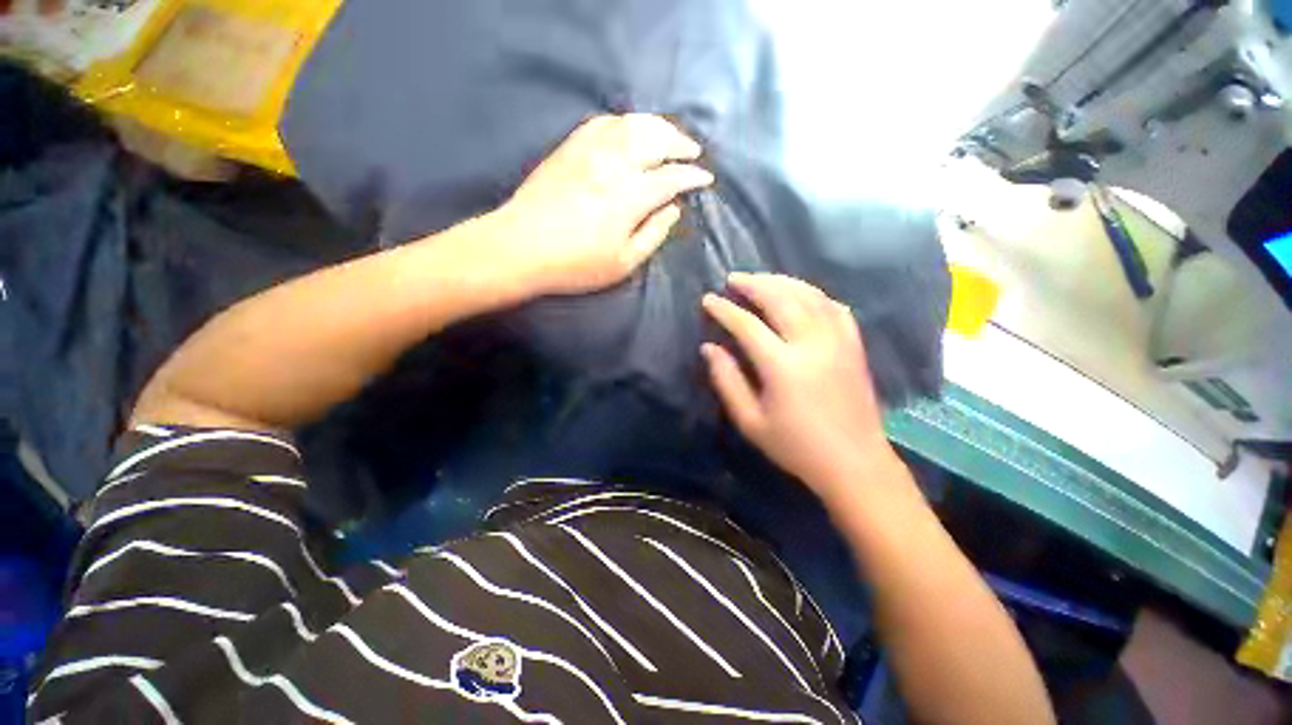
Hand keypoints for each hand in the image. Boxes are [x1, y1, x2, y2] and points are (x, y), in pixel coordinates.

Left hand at [490, 114, 713, 296]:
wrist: (522, 247)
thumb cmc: (576, 264)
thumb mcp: (623, 263)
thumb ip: (653, 234)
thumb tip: (673, 209)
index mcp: (630, 196)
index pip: (671, 177)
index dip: (692, 177)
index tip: (705, 179)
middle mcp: (614, 163)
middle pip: (655, 139)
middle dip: (680, 142)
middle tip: (693, 151)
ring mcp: (589, 150)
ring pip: (632, 124)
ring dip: (657, 125)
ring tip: (670, 135)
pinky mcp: (569, 147)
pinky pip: (603, 122)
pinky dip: (625, 121)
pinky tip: (630, 129)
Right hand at [702, 273, 897, 500]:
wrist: (854, 462)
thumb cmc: (795, 446)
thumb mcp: (750, 421)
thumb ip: (727, 380)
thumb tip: (709, 348)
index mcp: (783, 366)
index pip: (747, 325)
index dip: (725, 310)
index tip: (708, 300)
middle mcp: (812, 344)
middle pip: (781, 299)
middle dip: (753, 284)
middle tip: (733, 279)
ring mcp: (838, 341)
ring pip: (809, 296)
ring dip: (782, 282)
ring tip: (761, 280)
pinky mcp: (854, 345)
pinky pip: (834, 307)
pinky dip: (813, 294)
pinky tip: (800, 294)